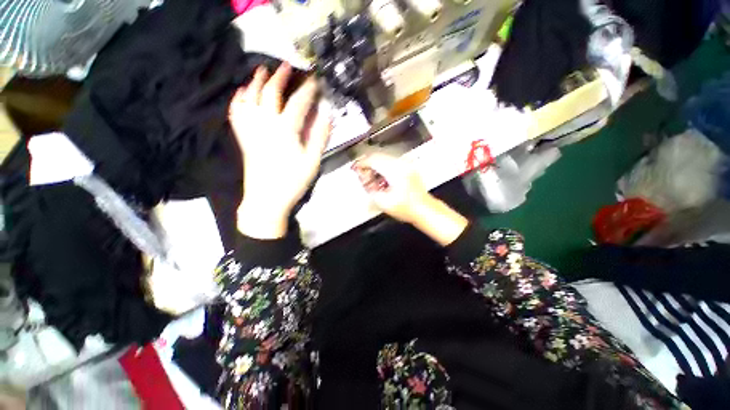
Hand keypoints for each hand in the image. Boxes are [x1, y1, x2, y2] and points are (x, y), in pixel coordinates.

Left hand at [229, 63, 331, 238]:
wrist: (266, 200)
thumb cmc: (292, 182)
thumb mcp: (312, 162)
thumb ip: (319, 137)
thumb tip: (327, 116)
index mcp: (285, 130)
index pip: (298, 103)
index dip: (308, 90)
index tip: (316, 81)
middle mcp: (265, 124)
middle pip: (271, 93)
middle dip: (280, 77)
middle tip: (288, 66)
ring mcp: (251, 130)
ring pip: (250, 98)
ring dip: (257, 82)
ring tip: (263, 70)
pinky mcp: (244, 138)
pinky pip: (236, 113)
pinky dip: (238, 100)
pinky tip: (242, 93)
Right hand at [353, 153, 430, 223]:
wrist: (424, 210)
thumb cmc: (408, 208)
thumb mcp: (383, 202)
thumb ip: (369, 189)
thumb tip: (364, 181)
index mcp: (395, 171)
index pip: (373, 160)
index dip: (362, 164)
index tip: (355, 168)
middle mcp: (401, 164)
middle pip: (378, 157)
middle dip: (368, 165)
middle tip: (362, 175)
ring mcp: (406, 165)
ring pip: (385, 159)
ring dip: (375, 167)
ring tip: (372, 179)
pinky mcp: (409, 169)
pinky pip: (392, 163)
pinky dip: (383, 168)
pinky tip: (382, 180)